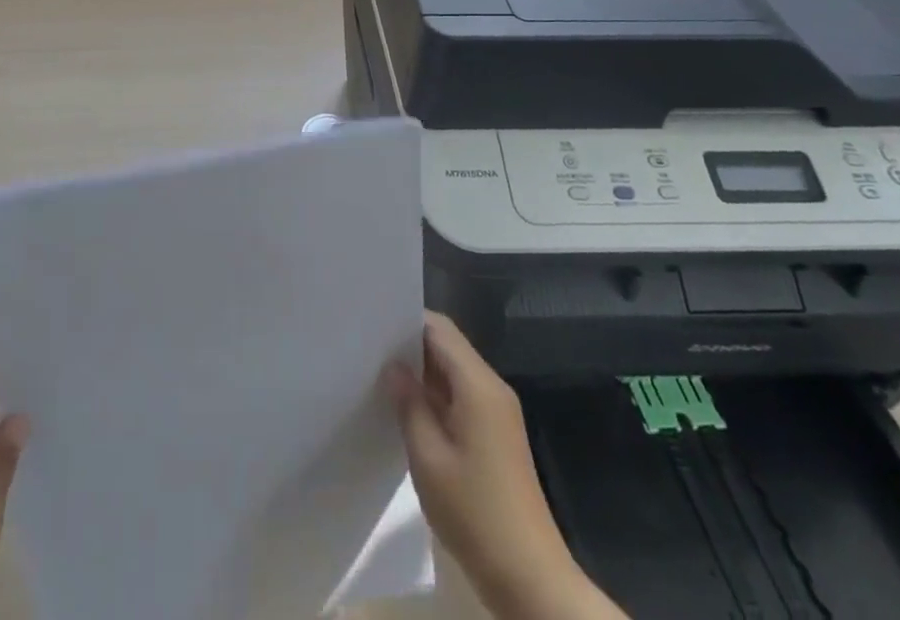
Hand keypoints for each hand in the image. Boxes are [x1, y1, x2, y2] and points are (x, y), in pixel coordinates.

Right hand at [383, 314, 624, 619]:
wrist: (530, 579)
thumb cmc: (475, 514)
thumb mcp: (428, 458)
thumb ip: (409, 404)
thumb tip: (393, 367)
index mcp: (479, 385)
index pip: (440, 329)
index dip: (407, 321)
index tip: (373, 324)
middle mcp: (492, 389)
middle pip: (448, 347)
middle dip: (411, 346)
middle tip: (369, 349)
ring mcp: (498, 413)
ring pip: (454, 373)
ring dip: (422, 373)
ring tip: (380, 376)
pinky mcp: (497, 436)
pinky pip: (462, 397)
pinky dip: (435, 396)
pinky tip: (408, 410)